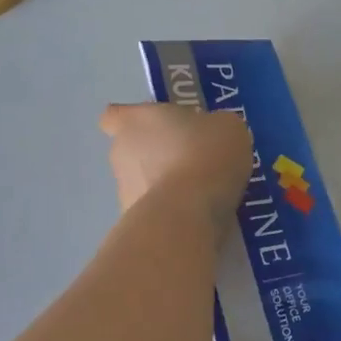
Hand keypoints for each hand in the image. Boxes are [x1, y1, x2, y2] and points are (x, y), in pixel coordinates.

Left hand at [100, 102, 251, 220]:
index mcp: (134, 122)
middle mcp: (121, 155)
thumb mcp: (226, 125)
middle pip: (133, 150)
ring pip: (145, 183)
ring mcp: (124, 194)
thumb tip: (212, 134)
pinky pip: (159, 211)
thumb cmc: (203, 154)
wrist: (189, 215)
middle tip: (195, 157)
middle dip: (159, 155)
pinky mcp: (136, 225)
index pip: (114, 115)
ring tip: (206, 191)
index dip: (133, 119)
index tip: (159, 125)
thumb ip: (212, 126)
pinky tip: (204, 214)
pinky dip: (176, 212)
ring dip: (168, 185)